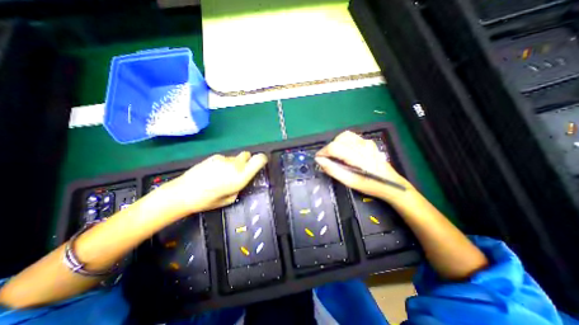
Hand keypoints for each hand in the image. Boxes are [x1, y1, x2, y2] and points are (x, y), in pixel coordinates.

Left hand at [163, 151, 265, 215]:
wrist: (183, 192)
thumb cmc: (208, 200)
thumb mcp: (230, 198)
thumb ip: (240, 186)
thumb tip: (242, 179)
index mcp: (241, 177)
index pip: (258, 160)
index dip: (262, 159)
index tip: (262, 162)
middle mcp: (235, 165)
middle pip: (247, 155)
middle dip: (246, 162)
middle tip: (239, 172)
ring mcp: (224, 159)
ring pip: (235, 157)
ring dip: (234, 164)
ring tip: (222, 175)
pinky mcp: (214, 157)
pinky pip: (225, 158)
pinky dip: (224, 164)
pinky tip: (214, 172)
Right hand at [315, 131, 413, 203]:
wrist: (391, 184)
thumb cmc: (370, 185)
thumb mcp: (350, 182)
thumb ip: (333, 170)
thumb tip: (319, 160)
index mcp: (358, 157)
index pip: (335, 147)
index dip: (323, 152)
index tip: (319, 159)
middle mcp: (362, 146)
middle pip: (338, 140)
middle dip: (328, 148)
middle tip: (327, 159)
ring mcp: (367, 142)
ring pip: (345, 136)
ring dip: (336, 143)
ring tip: (335, 154)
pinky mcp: (369, 142)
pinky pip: (352, 137)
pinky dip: (343, 141)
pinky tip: (345, 151)